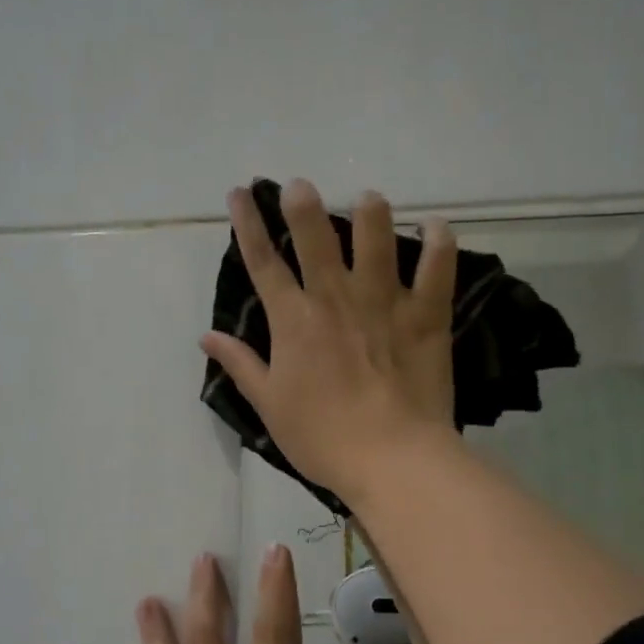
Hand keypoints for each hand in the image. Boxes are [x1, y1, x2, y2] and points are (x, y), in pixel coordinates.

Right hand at [201, 179, 458, 503]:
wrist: (390, 458)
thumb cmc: (322, 438)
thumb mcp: (269, 406)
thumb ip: (240, 365)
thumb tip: (205, 336)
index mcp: (293, 321)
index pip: (262, 262)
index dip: (247, 224)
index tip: (240, 193)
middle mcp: (335, 298)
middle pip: (316, 235)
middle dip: (304, 203)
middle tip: (301, 185)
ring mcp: (383, 302)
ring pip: (377, 238)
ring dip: (371, 212)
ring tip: (369, 198)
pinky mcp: (426, 316)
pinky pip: (437, 268)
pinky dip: (438, 243)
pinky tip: (435, 226)